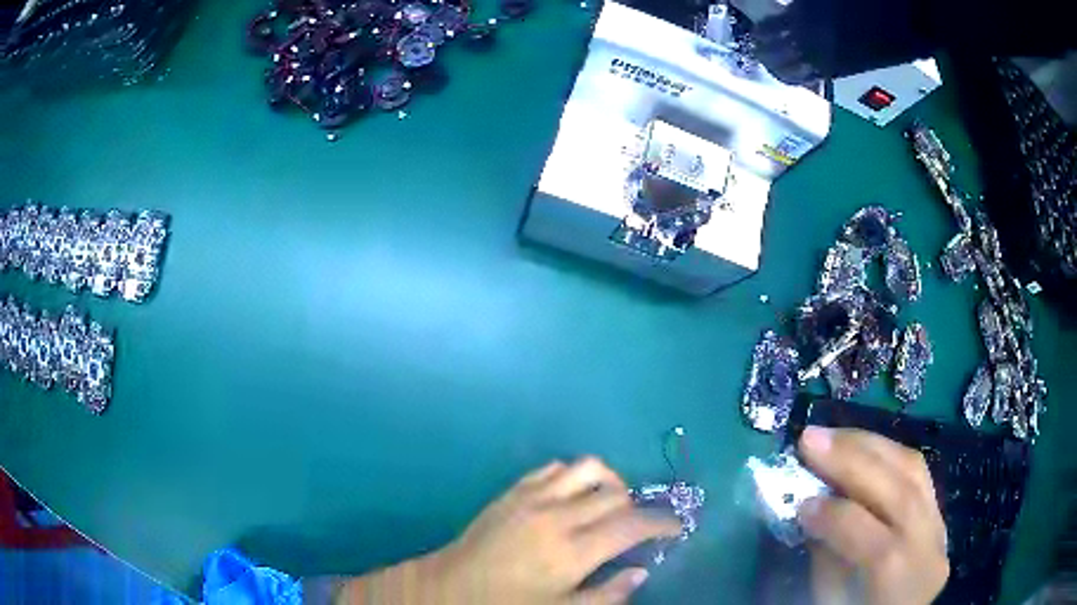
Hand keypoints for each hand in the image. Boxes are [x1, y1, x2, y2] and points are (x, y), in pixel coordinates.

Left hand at [431, 457, 681, 604]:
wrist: (452, 586)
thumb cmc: (508, 604)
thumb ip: (606, 595)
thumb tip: (640, 572)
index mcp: (573, 551)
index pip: (632, 525)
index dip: (662, 524)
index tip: (675, 528)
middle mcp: (558, 516)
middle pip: (616, 494)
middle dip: (637, 507)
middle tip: (637, 526)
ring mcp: (534, 497)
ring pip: (589, 468)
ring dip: (609, 482)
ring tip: (609, 503)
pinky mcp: (514, 490)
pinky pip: (555, 467)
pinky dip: (575, 475)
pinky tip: (573, 496)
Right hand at [797, 427, 948, 604]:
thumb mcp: (832, 603)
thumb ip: (826, 556)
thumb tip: (811, 506)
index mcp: (899, 582)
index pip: (874, 541)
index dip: (835, 517)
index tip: (799, 503)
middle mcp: (928, 546)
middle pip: (900, 490)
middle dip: (852, 459)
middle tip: (810, 439)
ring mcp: (940, 525)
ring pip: (913, 469)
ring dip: (869, 444)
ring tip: (832, 435)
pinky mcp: (939, 511)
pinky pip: (918, 472)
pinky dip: (887, 453)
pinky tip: (862, 446)